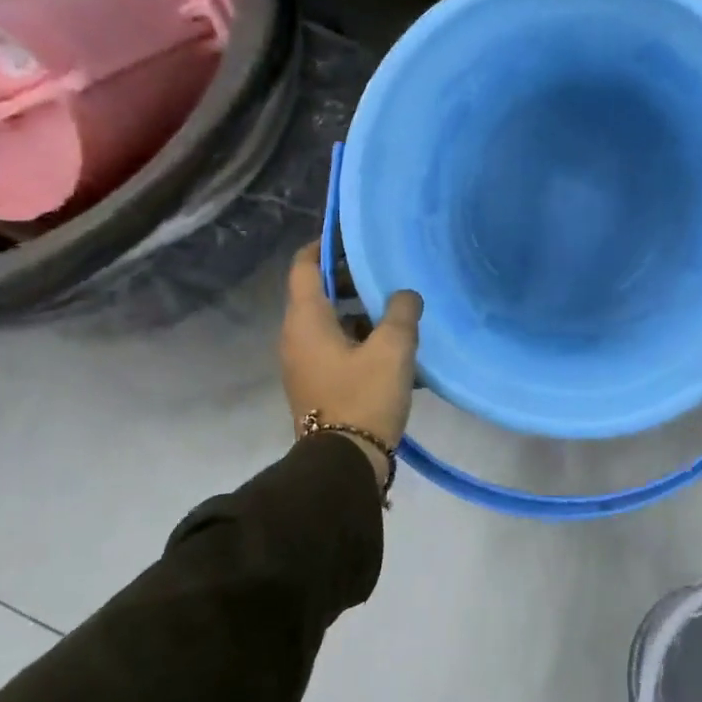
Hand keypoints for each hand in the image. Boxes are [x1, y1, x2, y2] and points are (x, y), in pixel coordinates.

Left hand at [281, 244, 421, 484]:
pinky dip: (358, 337)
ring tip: (396, 310)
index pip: (303, 265)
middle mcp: (296, 337)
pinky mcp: (317, 384)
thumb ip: (402, 312)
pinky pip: (335, 347)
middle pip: (317, 292)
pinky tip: (393, 347)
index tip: (352, 236)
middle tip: (385, 272)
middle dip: (349, 279)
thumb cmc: (364, 397)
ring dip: (358, 311)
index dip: (324, 245)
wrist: (343, 464)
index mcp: (306, 320)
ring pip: (329, 322)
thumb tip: (405, 295)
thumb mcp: (393, 349)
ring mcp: (304, 363)